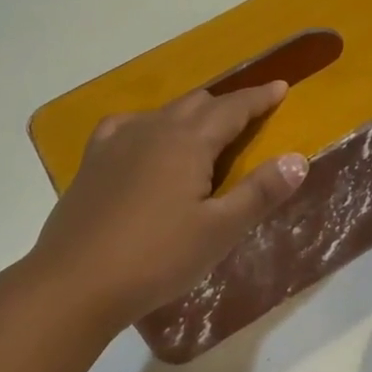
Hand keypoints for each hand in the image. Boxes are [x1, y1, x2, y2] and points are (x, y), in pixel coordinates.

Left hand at [30, 82, 308, 333]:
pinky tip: (146, 140)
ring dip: (192, 114)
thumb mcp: (219, 231)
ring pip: (164, 112)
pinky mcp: (93, 161)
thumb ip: (260, 192)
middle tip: (251, 115)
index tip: (281, 88)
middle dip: (228, 105)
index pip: (233, 108)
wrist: (74, 283)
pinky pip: (128, 126)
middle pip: (199, 103)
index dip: (260, 98)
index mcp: (188, 141)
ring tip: (206, 131)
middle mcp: (153, 129)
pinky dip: (151, 125)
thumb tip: (298, 159)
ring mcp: (117, 142)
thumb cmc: (156, 257)